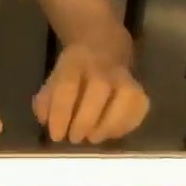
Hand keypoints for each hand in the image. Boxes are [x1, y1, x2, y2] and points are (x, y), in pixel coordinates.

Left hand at [34, 41, 149, 143]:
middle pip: (99, 89)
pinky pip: (139, 107)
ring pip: (126, 96)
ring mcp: (124, 76)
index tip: (56, 136)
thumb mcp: (53, 79)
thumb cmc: (74, 72)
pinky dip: (127, 124)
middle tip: (75, 138)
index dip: (61, 114)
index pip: (67, 86)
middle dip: (85, 120)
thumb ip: (46, 101)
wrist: (103, 47)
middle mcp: (102, 66)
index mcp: (75, 62)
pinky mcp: (139, 88)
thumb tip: (46, 120)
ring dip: (109, 124)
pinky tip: (111, 133)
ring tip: (94, 138)